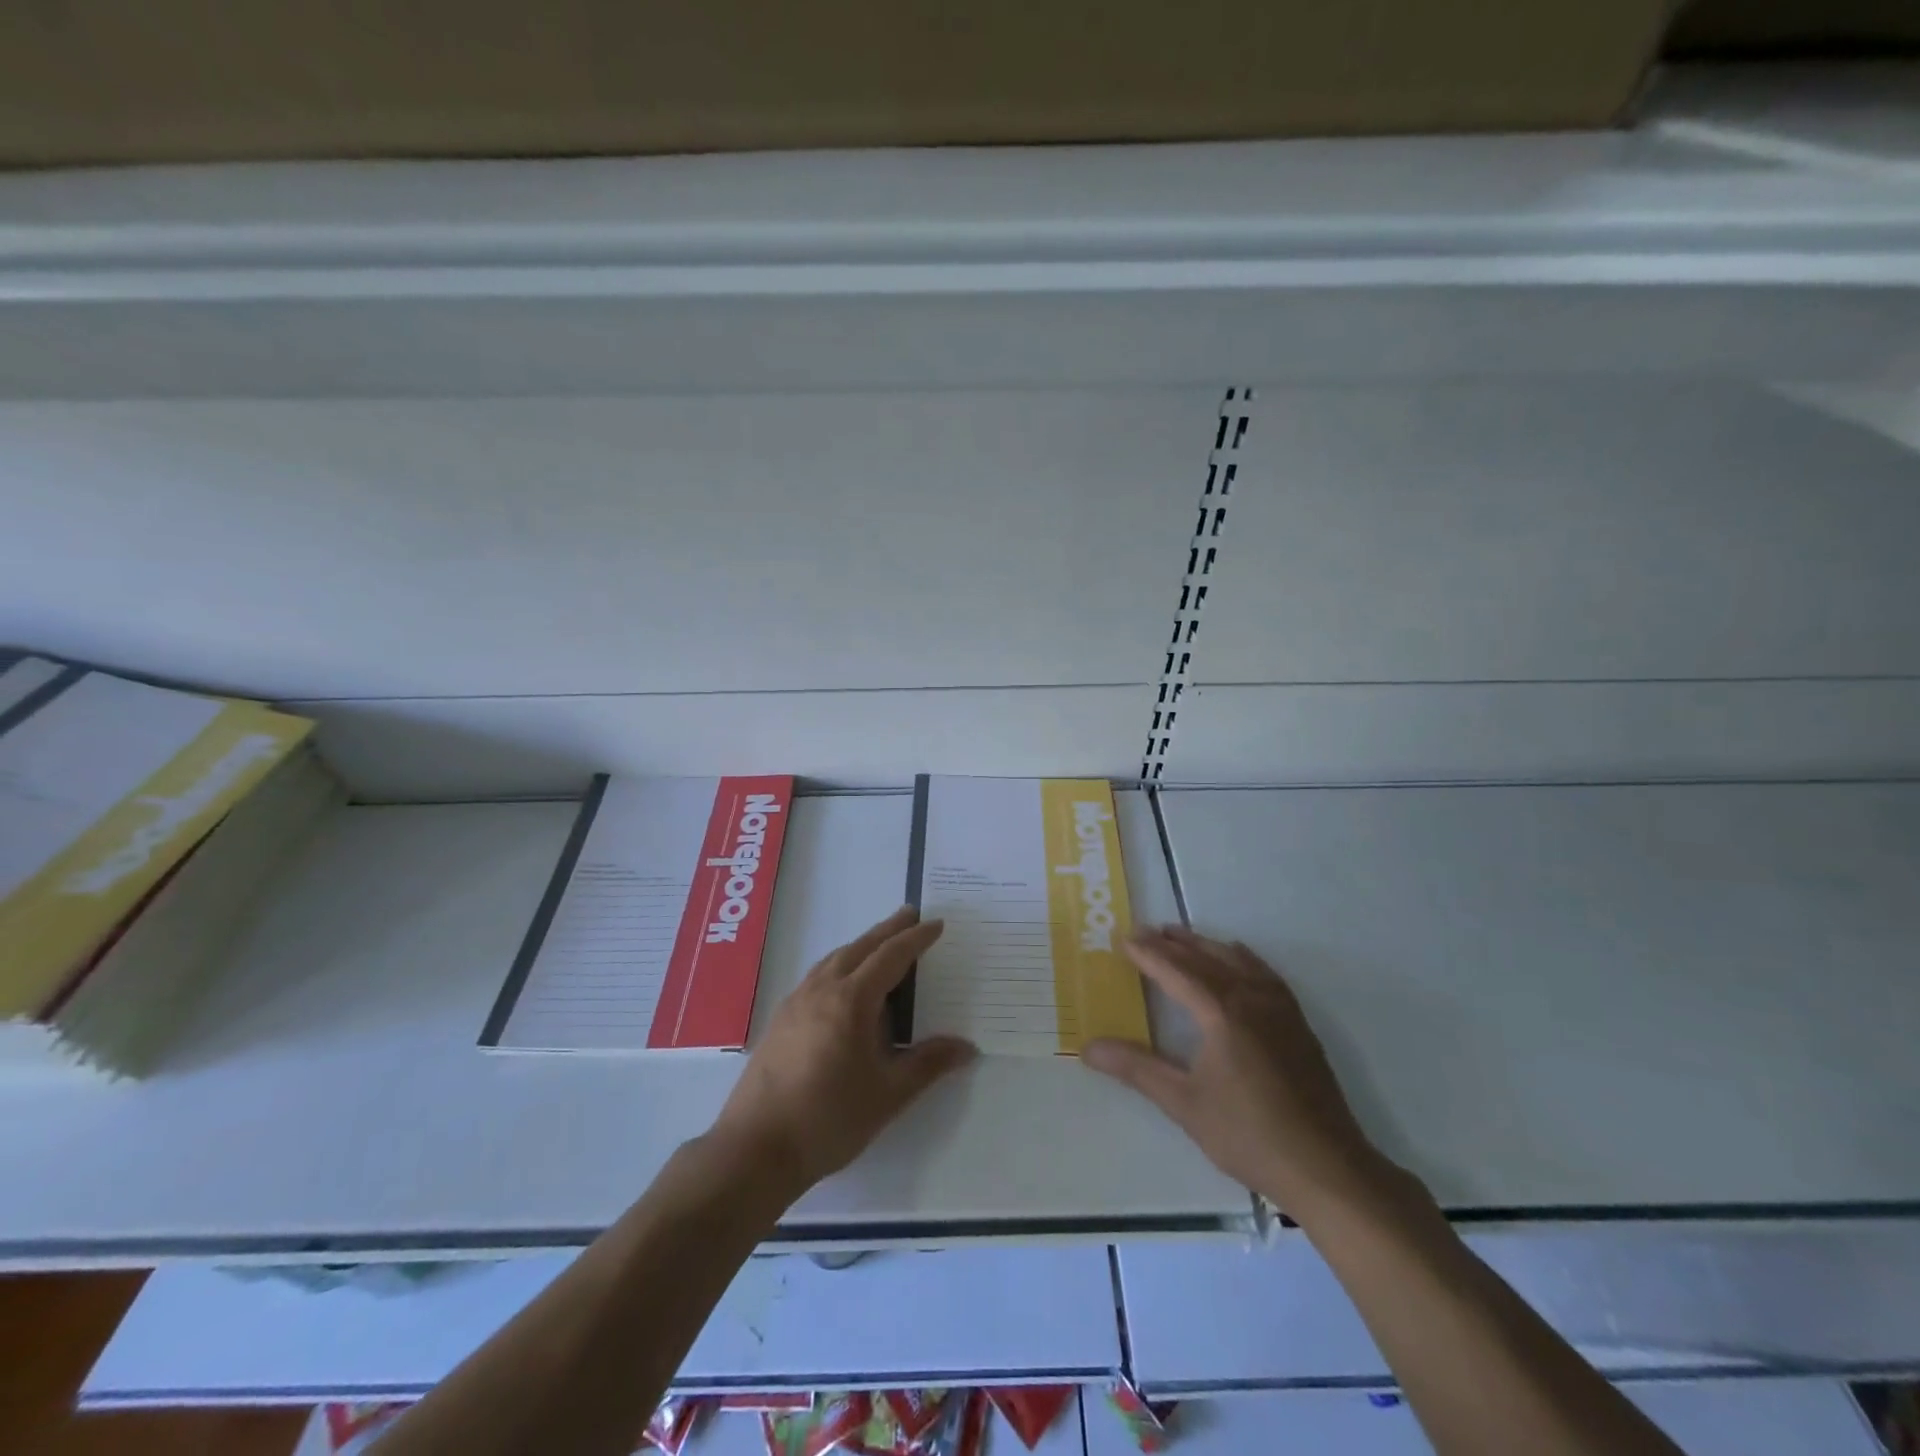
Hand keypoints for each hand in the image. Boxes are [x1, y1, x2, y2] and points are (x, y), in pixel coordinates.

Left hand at [710, 907, 975, 1197]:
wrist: (756, 1149)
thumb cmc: (829, 1119)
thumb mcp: (888, 1094)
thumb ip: (928, 1064)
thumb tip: (967, 1048)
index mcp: (851, 1000)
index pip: (891, 956)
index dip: (916, 938)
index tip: (937, 923)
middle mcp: (822, 989)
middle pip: (860, 947)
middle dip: (888, 930)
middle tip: (910, 914)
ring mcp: (796, 1002)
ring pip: (834, 958)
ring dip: (861, 945)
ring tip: (880, 944)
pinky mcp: (780, 1019)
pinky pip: (817, 975)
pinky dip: (840, 964)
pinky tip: (843, 983)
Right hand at [1082, 926, 1392, 1217]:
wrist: (1327, 1168)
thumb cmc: (1248, 1135)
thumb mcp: (1184, 1104)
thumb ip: (1137, 1069)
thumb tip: (1089, 1048)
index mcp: (1222, 1013)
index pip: (1177, 971)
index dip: (1148, 954)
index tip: (1123, 938)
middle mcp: (1251, 999)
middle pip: (1206, 959)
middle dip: (1173, 943)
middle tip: (1144, 930)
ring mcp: (1280, 1009)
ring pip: (1236, 961)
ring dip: (1205, 945)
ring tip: (1181, 936)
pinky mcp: (1298, 1024)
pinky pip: (1264, 973)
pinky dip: (1242, 958)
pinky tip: (1237, 958)